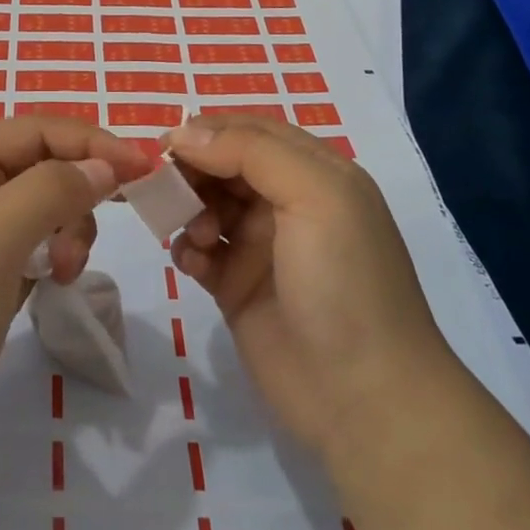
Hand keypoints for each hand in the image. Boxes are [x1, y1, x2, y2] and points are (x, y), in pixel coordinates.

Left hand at [0, 116, 151, 467]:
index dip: (91, 142)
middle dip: (76, 196)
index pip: (36, 131)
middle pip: (43, 166)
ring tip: (63, 272)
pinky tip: (54, 282)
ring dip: (68, 230)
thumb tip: (104, 165)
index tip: (144, 168)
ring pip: (46, 206)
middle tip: (82, 244)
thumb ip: (52, 188)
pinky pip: (37, 244)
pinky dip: (55, 255)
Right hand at [165, 113, 452, 454]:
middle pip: (223, 165)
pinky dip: (188, 250)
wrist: (364, 399)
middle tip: (166, 189)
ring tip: (197, 237)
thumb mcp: (314, 196)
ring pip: (206, 205)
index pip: (251, 131)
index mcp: (314, 173)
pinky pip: (200, 252)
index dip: (208, 132)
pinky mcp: (237, 287)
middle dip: (192, 171)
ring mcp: (261, 247)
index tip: (168, 145)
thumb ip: (251, 152)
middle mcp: (287, 203)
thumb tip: (185, 132)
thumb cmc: (344, 282)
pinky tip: (193, 266)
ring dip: (189, 210)